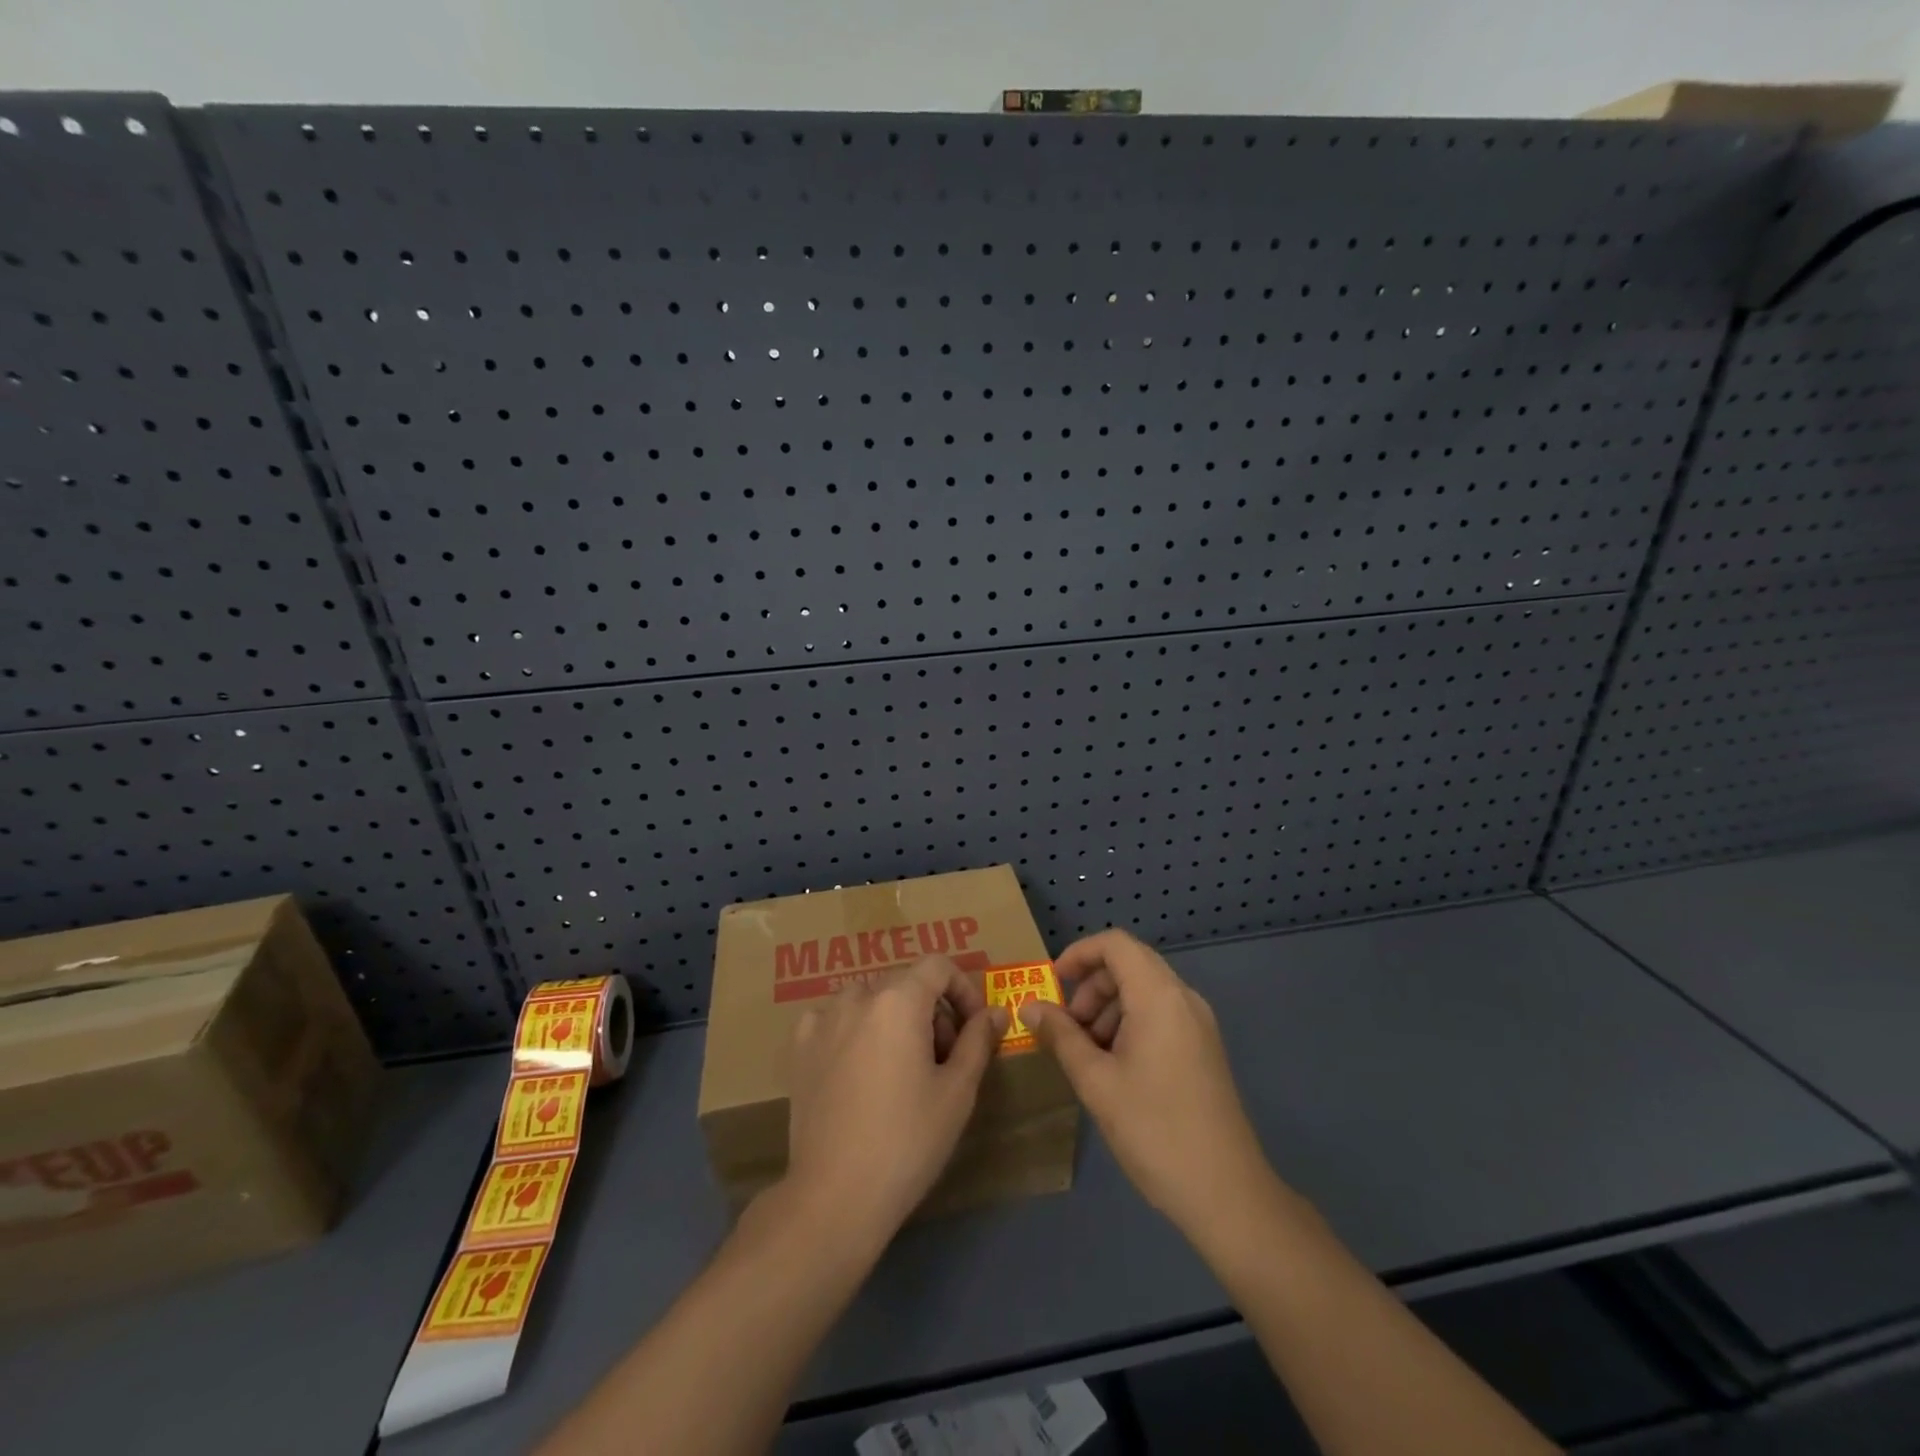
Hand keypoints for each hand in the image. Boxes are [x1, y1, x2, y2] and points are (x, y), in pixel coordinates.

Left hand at [784, 957, 1008, 1243]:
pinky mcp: (799, 1047)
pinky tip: (860, 1071)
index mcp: (898, 1000)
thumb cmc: (907, 1141)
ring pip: (870, 1000)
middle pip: (905, 983)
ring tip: (903, 1069)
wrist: (834, 1196)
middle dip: (932, 1011)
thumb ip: (978, 1041)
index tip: (973, 1029)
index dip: (963, 990)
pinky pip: (836, 1020)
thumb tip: (995, 1012)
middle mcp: (857, 997)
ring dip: (895, 1020)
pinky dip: (856, 1032)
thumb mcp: (957, 1092)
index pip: (938, 966)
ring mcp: (822, 1020)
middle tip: (944, 1060)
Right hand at [1020, 929, 1276, 1241]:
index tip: (1053, 984)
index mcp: (1159, 996)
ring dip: (1108, 1006)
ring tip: (1087, 1052)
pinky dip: (1130, 1022)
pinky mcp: (1204, 1047)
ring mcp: (1199, 1023)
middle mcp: (1183, 998)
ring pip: (1144, 990)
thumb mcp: (1096, 1082)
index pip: (1116, 944)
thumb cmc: (1154, 1130)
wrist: (1227, 1193)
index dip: (1079, 953)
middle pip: (1130, 964)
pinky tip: (1115, 1065)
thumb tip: (1029, 1007)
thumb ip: (1060, 1036)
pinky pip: (1160, 1013)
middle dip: (1091, 986)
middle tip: (1067, 1027)